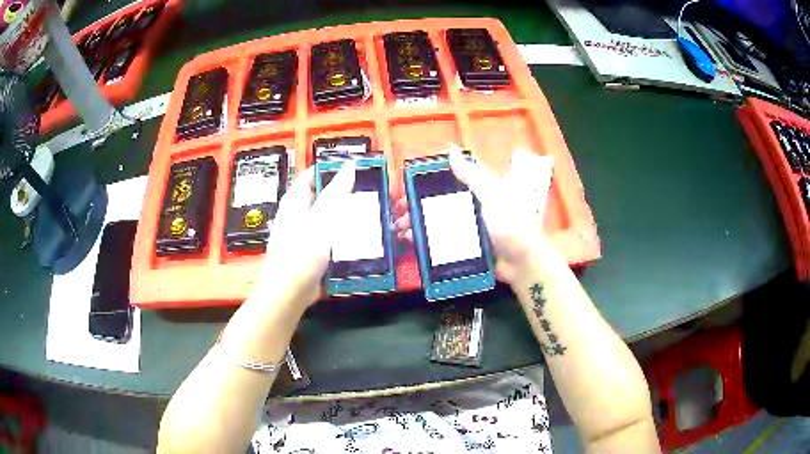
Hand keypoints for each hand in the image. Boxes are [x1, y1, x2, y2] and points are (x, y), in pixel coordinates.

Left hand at [256, 162, 355, 308]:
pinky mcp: (310, 251)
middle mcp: (297, 214)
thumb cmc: (301, 252)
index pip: (312, 175)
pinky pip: (329, 237)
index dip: (331, 169)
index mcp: (295, 201)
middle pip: (321, 196)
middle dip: (343, 193)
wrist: (290, 291)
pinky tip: (358, 239)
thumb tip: (350, 166)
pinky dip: (341, 235)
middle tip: (367, 193)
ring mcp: (303, 234)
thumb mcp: (322, 218)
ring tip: (368, 214)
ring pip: (327, 217)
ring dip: (344, 216)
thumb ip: (336, 192)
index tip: (356, 169)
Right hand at [394, 148, 552, 284]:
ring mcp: (467, 226)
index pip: (449, 177)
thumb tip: (450, 149)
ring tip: (400, 229)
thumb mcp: (492, 196)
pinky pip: (441, 240)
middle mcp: (471, 205)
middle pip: (438, 200)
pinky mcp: (464, 245)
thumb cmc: (511, 225)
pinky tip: (411, 241)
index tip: (407, 183)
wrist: (522, 264)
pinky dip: (425, 239)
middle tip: (398, 210)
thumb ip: (471, 175)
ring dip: (417, 222)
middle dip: (416, 204)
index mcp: (479, 188)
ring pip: (436, 220)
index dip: (428, 178)